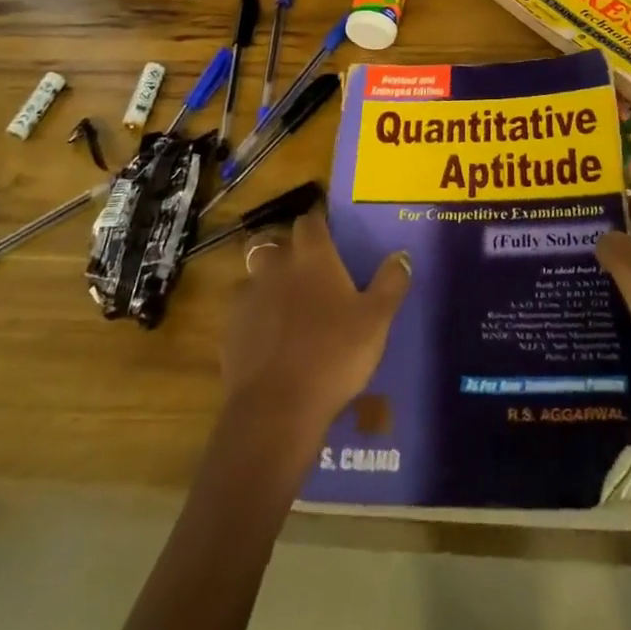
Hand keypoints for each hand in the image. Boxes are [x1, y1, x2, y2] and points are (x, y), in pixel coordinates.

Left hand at [220, 209, 410, 445]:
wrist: (276, 408)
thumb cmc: (334, 354)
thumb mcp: (376, 320)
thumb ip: (390, 283)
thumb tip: (401, 255)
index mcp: (312, 257)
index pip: (310, 221)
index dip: (318, 222)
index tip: (327, 229)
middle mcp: (276, 266)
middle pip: (272, 241)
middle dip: (285, 248)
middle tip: (303, 266)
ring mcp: (248, 297)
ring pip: (252, 274)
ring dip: (265, 280)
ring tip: (282, 301)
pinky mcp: (229, 329)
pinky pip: (241, 310)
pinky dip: (252, 315)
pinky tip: (266, 336)